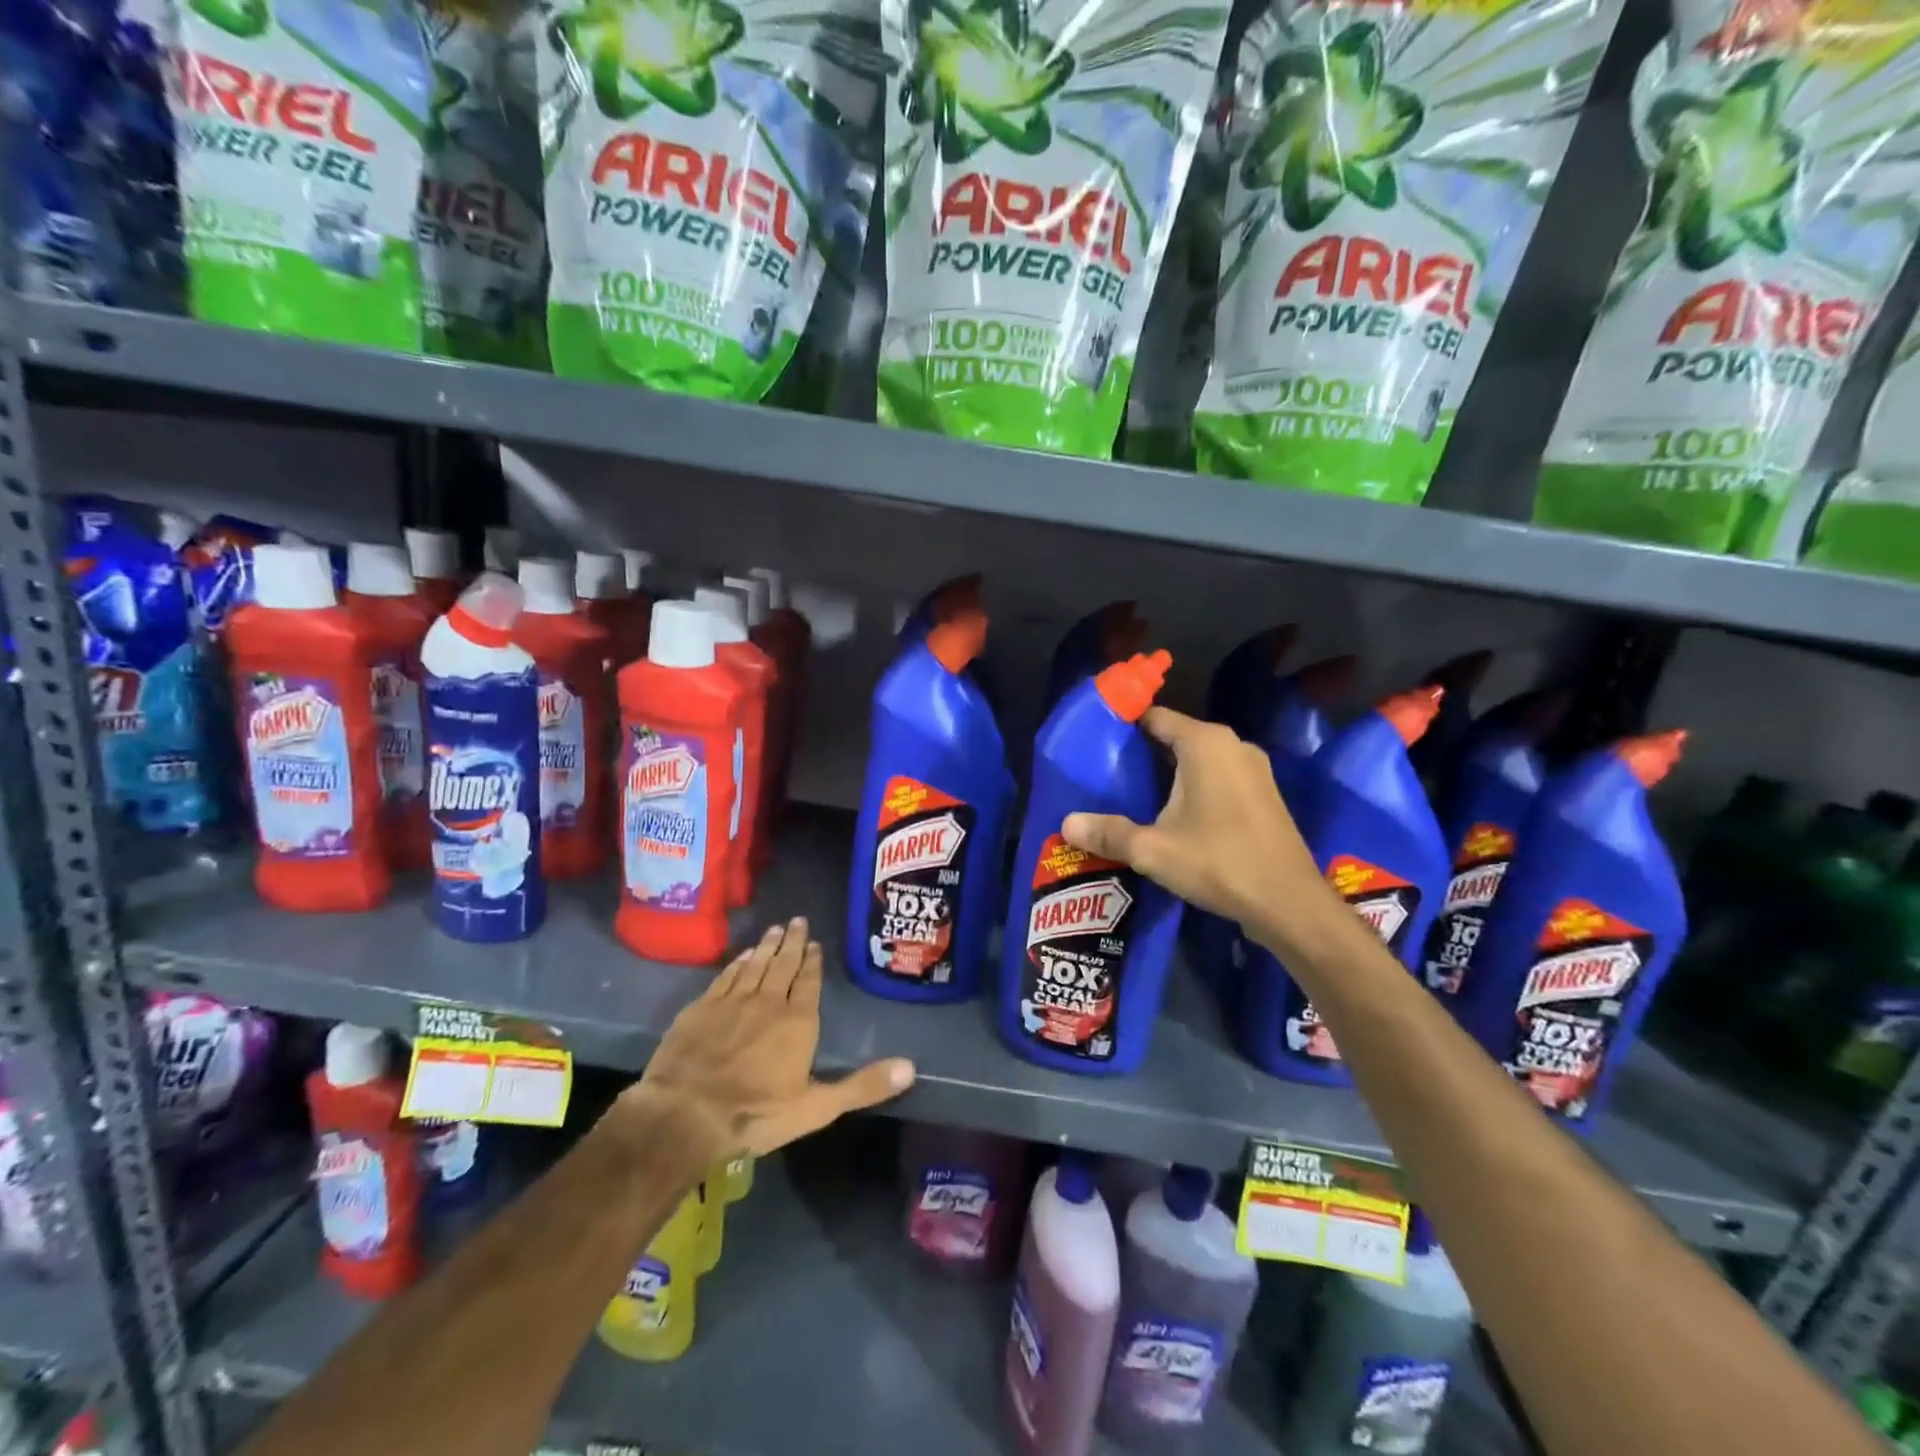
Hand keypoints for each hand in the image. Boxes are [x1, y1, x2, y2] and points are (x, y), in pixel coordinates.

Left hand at [635, 918, 915, 1158]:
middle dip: (792, 942)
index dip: (813, 962)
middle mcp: (767, 1001)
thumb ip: (862, 1086)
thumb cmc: (756, 1113)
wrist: (685, 1114)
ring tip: (774, 929)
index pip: (808, 982)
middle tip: (797, 920)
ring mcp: (732, 1001)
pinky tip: (741, 956)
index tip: (815, 944)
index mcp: (798, 1021)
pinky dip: (736, 963)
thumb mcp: (817, 1108)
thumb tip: (911, 1068)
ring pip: (754, 965)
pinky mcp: (701, 1008)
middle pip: (782, 964)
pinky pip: (725, 976)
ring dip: (766, 946)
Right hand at [1062, 707, 1329, 943]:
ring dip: (1170, 773)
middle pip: (1176, 737)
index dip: (1124, 726)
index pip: (1155, 717)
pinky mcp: (1265, 794)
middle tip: (1107, 774)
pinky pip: (1219, 778)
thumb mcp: (1153, 850)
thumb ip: (1108, 833)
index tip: (1096, 742)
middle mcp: (1233, 745)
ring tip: (1133, 795)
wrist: (1290, 904)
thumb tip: (1066, 823)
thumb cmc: (1219, 863)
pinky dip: (1194, 787)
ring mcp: (1254, 770)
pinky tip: (1174, 816)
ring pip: (1199, 760)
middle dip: (1143, 753)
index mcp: (1205, 743)